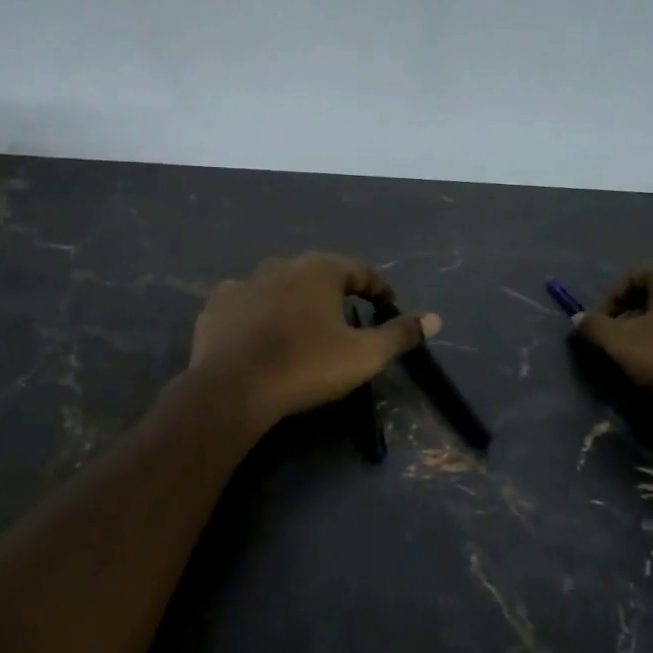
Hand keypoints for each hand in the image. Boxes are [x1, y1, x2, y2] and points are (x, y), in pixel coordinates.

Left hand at [189, 253, 439, 427]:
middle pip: (318, 275)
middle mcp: (280, 265)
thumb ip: (399, 335)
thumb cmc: (306, 366)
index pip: (360, 271)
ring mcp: (244, 282)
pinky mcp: (217, 305)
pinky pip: (247, 304)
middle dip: (335, 294)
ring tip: (302, 331)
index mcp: (319, 270)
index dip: (378, 289)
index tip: (388, 307)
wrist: (233, 388)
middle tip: (346, 322)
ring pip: (279, 287)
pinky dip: (259, 315)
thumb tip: (435, 318)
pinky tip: (261, 337)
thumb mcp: (363, 356)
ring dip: (294, 303)